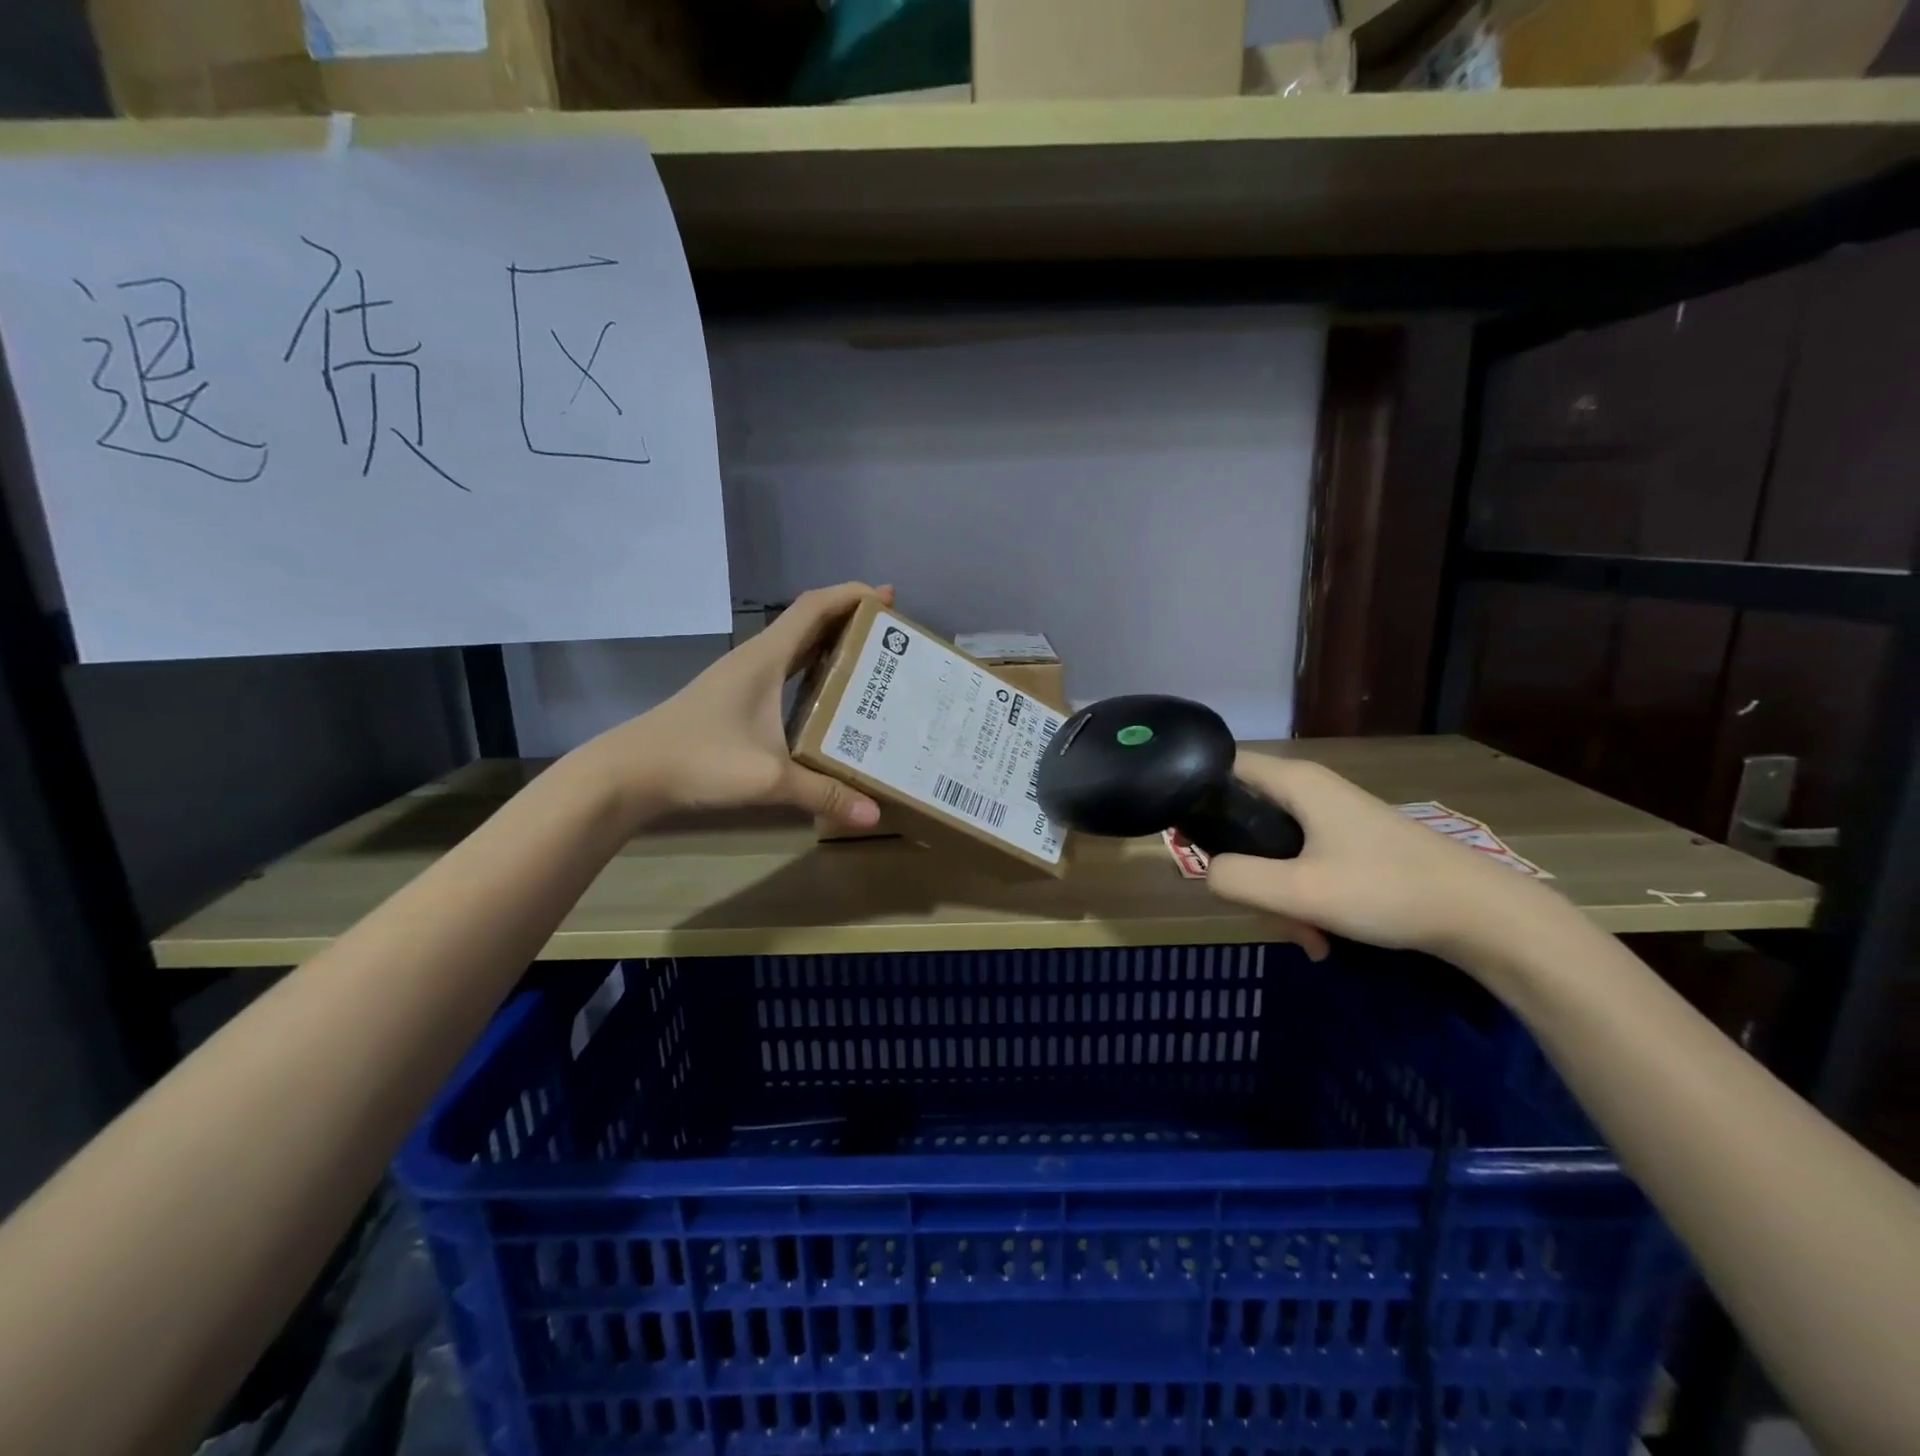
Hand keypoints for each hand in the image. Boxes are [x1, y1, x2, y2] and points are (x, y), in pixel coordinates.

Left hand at [577, 582, 891, 830]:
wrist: (629, 773)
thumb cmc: (699, 760)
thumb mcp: (767, 778)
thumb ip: (822, 794)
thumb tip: (873, 814)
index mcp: (765, 658)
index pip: (814, 608)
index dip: (851, 595)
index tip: (887, 598)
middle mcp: (755, 659)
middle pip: (808, 622)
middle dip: (850, 620)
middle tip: (890, 635)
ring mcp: (741, 679)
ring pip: (795, 648)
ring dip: (831, 646)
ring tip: (870, 662)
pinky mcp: (734, 700)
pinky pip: (784, 672)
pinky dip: (811, 672)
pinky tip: (827, 698)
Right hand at [1205, 752, 1558, 965]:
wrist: (1484, 917)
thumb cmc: (1388, 890)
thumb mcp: (1301, 890)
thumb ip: (1237, 879)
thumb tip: (1207, 872)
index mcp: (1296, 782)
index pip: (1223, 765)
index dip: (1195, 794)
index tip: (1187, 837)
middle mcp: (1310, 790)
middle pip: (1244, 817)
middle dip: (1244, 869)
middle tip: (1261, 909)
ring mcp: (1332, 818)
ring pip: (1273, 849)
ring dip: (1276, 895)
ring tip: (1305, 936)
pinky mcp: (1350, 845)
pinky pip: (1302, 864)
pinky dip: (1302, 898)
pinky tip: (1322, 937)